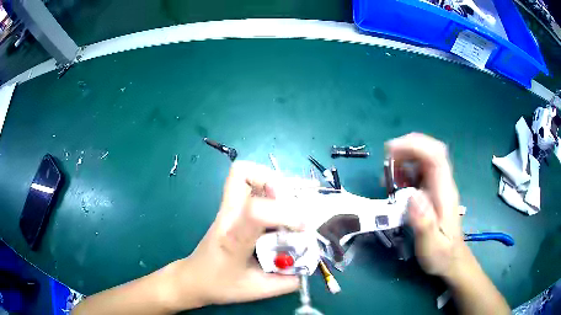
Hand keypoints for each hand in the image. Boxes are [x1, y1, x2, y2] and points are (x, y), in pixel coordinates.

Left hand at [171, 161, 312, 309]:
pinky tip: (281, 201)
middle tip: (299, 200)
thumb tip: (309, 265)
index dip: (285, 213)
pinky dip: (267, 184)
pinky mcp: (229, 208)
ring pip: (243, 173)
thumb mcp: (258, 290)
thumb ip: (287, 281)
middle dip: (277, 182)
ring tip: (294, 196)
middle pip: (243, 175)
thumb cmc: (221, 285)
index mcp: (233, 239)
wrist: (194, 278)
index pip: (255, 211)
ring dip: (273, 180)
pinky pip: (246, 183)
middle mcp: (228, 216)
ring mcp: (226, 209)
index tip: (303, 227)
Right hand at [386, 133, 464, 277]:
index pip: (435, 156)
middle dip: (408, 147)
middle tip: (386, 160)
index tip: (391, 152)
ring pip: (425, 157)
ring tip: (388, 174)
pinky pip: (420, 170)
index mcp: (444, 193)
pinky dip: (405, 168)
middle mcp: (443, 184)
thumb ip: (424, 223)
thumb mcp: (431, 246)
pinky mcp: (432, 190)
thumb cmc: (441, 255)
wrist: (452, 260)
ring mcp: (438, 186)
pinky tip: (395, 182)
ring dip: (405, 156)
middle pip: (431, 150)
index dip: (415, 146)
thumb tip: (413, 195)